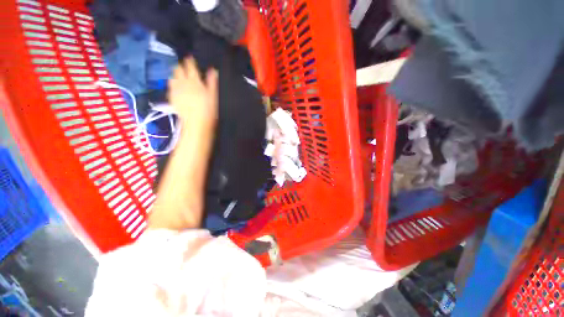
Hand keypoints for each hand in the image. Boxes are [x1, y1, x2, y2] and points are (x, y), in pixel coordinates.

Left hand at [168, 57, 218, 134]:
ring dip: (176, 75)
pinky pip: (170, 86)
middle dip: (181, 66)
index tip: (190, 59)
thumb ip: (212, 82)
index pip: (190, 66)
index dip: (190, 61)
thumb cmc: (208, 110)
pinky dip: (173, 84)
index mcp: (194, 80)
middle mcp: (182, 82)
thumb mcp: (213, 96)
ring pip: (172, 77)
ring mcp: (175, 90)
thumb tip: (213, 70)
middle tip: (185, 68)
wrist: (196, 123)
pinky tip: (177, 88)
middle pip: (178, 69)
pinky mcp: (171, 97)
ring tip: (180, 77)